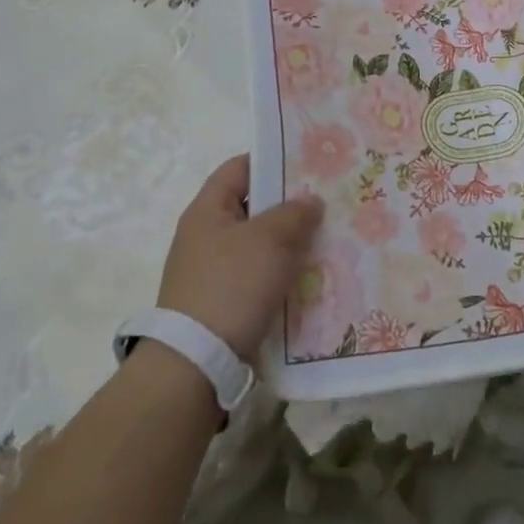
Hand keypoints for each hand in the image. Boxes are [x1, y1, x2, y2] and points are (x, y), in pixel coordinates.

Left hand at [156, 156, 323, 356]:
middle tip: (327, 201)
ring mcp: (211, 271)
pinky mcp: (222, 302)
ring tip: (326, 237)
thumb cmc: (232, 286)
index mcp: (207, 210)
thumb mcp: (270, 240)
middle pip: (252, 206)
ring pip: (258, 243)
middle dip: (289, 204)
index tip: (309, 162)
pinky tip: (309, 275)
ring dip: (288, 241)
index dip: (273, 160)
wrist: (196, 363)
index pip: (240, 167)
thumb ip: (295, 213)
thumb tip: (310, 201)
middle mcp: (205, 235)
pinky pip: (257, 274)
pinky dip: (281, 271)